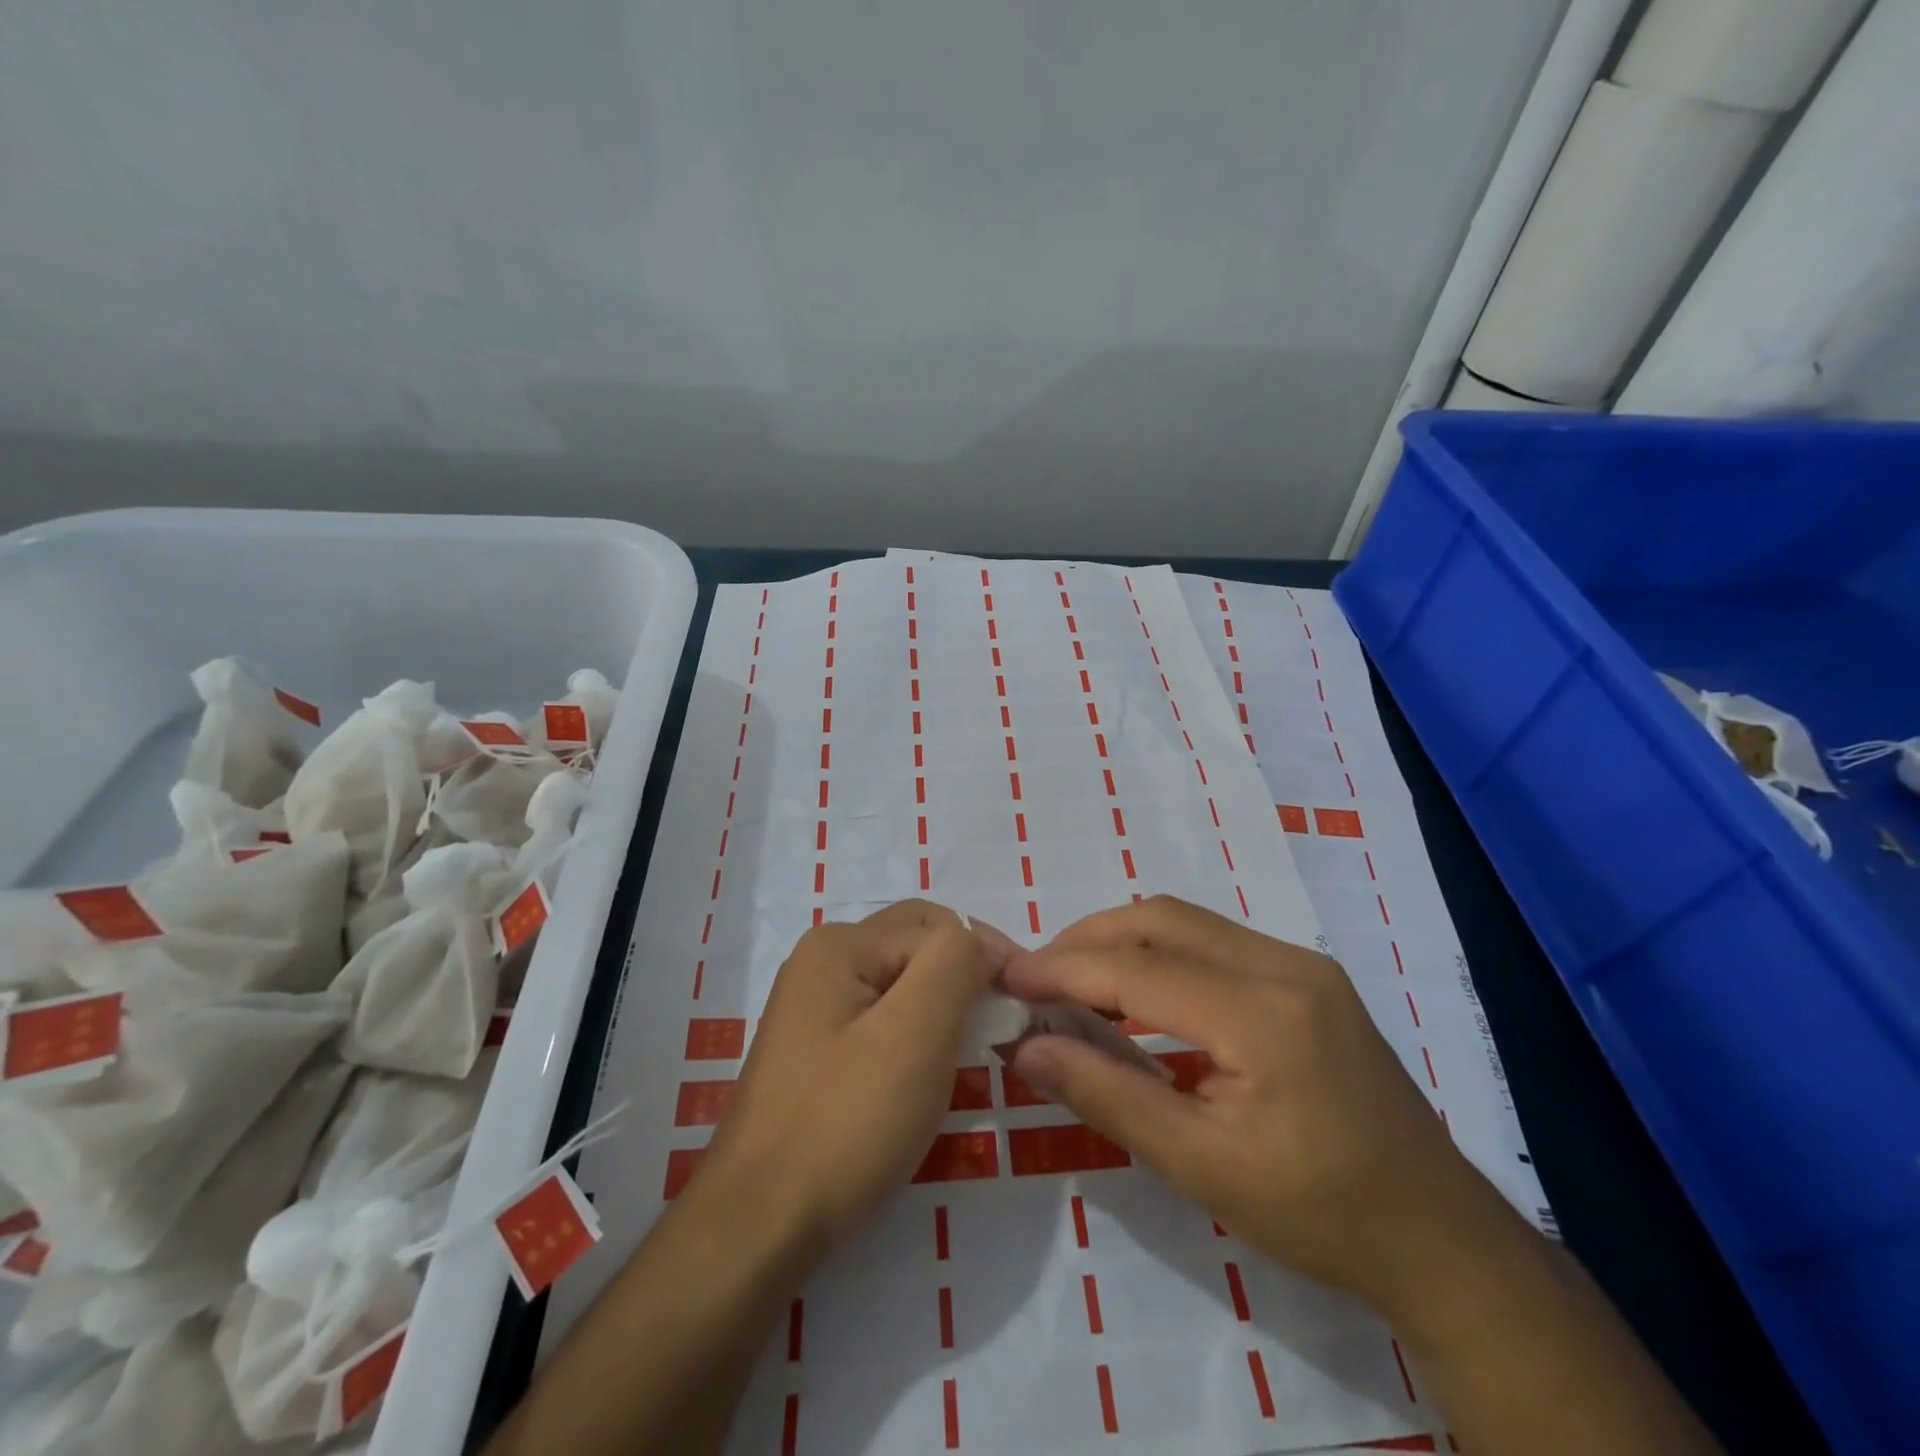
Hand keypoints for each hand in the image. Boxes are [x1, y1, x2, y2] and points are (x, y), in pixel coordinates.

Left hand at [700, 900, 1003, 1256]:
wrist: (759, 1227)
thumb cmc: (844, 1123)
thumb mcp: (914, 1032)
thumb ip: (953, 963)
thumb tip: (979, 942)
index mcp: (840, 945)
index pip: (938, 926)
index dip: (987, 957)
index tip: (1026, 1006)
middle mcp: (822, 963)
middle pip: (917, 948)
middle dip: (964, 979)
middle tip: (1000, 1030)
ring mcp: (815, 1009)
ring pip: (903, 987)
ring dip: (943, 1011)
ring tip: (969, 1056)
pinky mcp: (818, 1052)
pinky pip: (882, 1022)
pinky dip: (917, 1038)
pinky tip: (927, 1077)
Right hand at [1002, 896, 1515, 1316]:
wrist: (1440, 1238)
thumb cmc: (1319, 1214)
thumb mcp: (1201, 1167)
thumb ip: (1107, 1095)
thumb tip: (1028, 1048)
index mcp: (1264, 1015)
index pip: (1138, 971)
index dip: (1063, 969)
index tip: (1007, 977)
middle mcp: (1285, 965)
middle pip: (1162, 919)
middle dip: (1088, 938)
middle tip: (1037, 976)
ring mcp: (1304, 962)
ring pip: (1188, 922)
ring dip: (1123, 940)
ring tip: (1075, 981)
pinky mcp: (1310, 974)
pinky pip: (1215, 940)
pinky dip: (1162, 953)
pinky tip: (1140, 992)